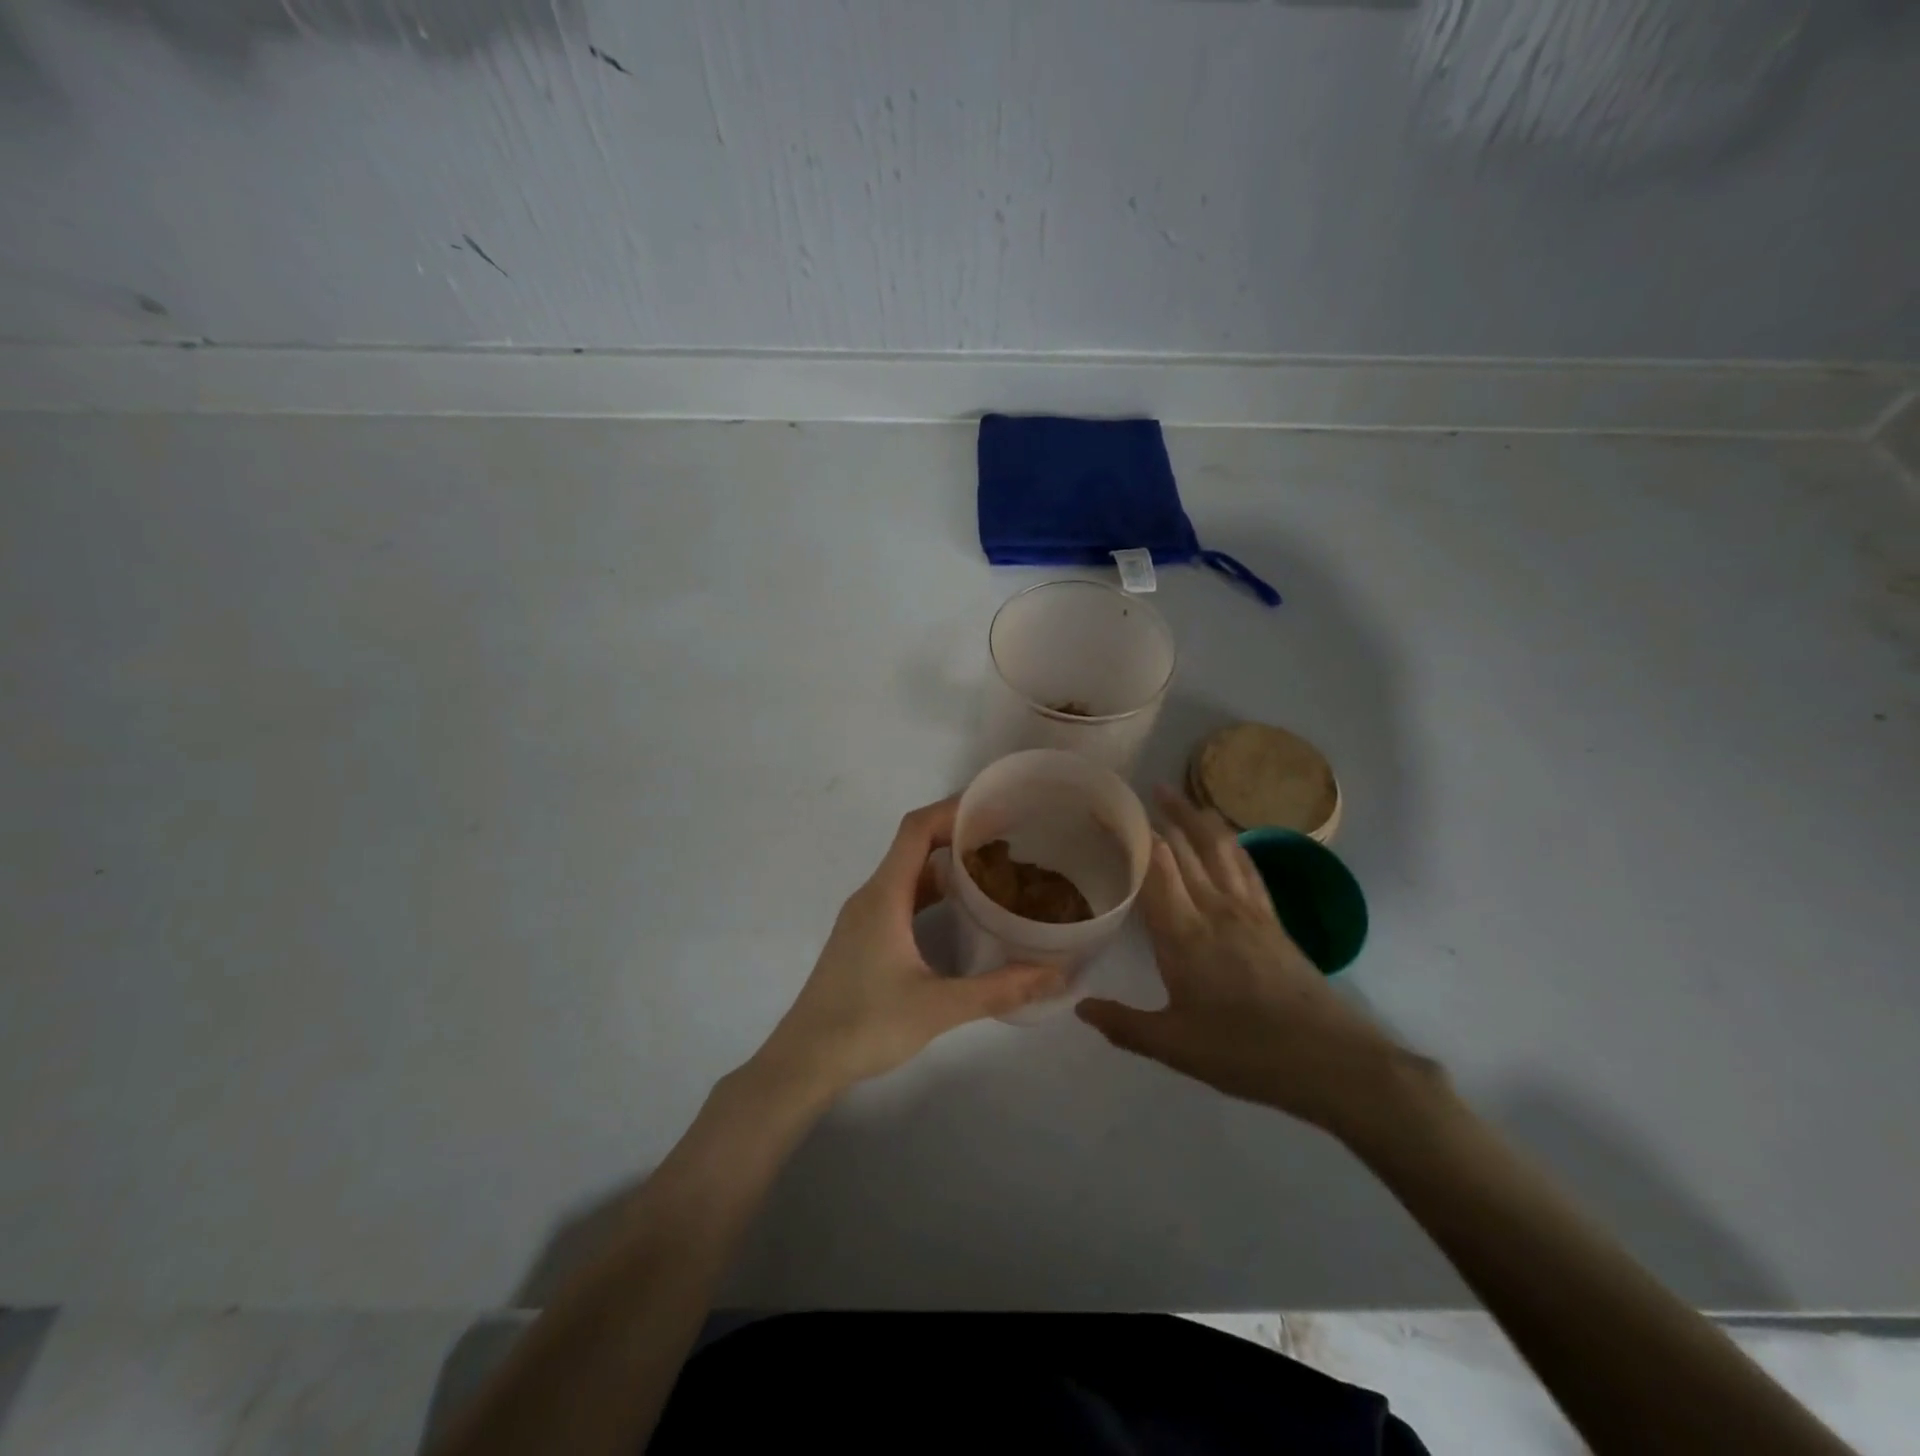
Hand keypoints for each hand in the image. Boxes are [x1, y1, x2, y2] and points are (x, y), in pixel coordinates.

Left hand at [754, 797, 1065, 1097]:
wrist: (804, 1060)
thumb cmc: (866, 1025)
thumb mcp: (939, 1007)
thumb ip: (999, 990)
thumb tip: (1056, 974)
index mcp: (885, 896)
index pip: (916, 829)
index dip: (952, 810)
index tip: (993, 806)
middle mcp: (872, 896)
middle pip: (914, 846)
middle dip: (957, 835)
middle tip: (1006, 840)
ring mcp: (864, 917)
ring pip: (909, 875)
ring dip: (946, 867)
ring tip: (993, 872)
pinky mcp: (863, 938)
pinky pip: (902, 898)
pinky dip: (932, 894)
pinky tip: (961, 914)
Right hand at [1077, 788, 1419, 1133]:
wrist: (1328, 1060)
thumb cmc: (1244, 1052)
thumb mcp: (1174, 1046)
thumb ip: (1123, 1025)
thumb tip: (1079, 1008)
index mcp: (1182, 934)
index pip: (1154, 868)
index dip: (1133, 835)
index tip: (1112, 812)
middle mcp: (1213, 909)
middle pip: (1185, 847)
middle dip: (1162, 814)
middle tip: (1140, 788)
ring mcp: (1248, 910)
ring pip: (1219, 848)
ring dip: (1196, 816)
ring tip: (1178, 793)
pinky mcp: (1273, 919)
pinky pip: (1247, 867)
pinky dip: (1232, 842)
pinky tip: (1226, 836)